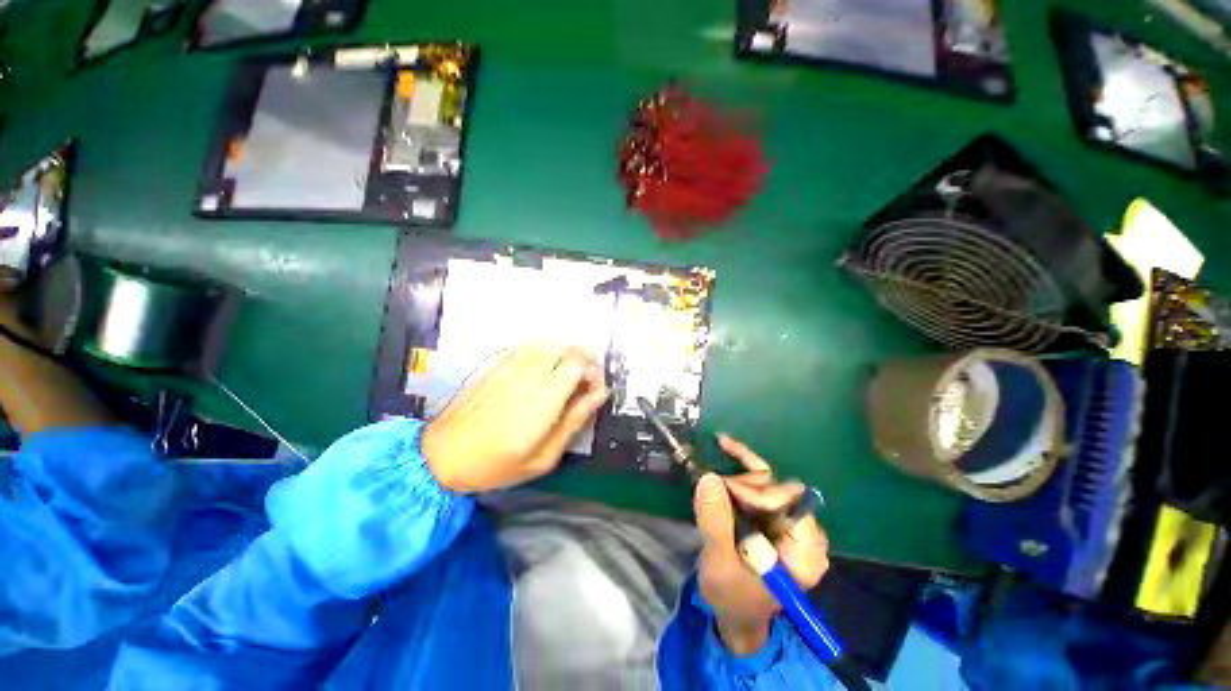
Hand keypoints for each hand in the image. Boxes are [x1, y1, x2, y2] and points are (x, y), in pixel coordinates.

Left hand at [421, 342, 608, 493]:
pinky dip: (545, 349)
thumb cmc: (496, 465)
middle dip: (585, 359)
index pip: (578, 364)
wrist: (442, 456)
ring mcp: (511, 366)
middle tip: (586, 381)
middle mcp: (529, 375)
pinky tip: (545, 365)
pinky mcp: (497, 364)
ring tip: (569, 372)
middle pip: (567, 348)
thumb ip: (574, 421)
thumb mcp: (543, 457)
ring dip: (566, 352)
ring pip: (549, 343)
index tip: (595, 390)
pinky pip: (528, 345)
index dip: (594, 372)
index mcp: (544, 399)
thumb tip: (599, 395)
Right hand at [695, 435, 829, 654]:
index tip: (725, 498)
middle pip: (776, 489)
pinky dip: (741, 462)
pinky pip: (761, 480)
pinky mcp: (774, 513)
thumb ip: (716, 522)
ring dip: (735, 481)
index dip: (757, 495)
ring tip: (711, 490)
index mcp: (805, 551)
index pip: (790, 503)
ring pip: (765, 481)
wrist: (734, 612)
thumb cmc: (732, 596)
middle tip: (712, 493)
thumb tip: (708, 477)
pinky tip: (724, 444)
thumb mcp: (720, 563)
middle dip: (741, 487)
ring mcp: (789, 520)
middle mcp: (804, 531)